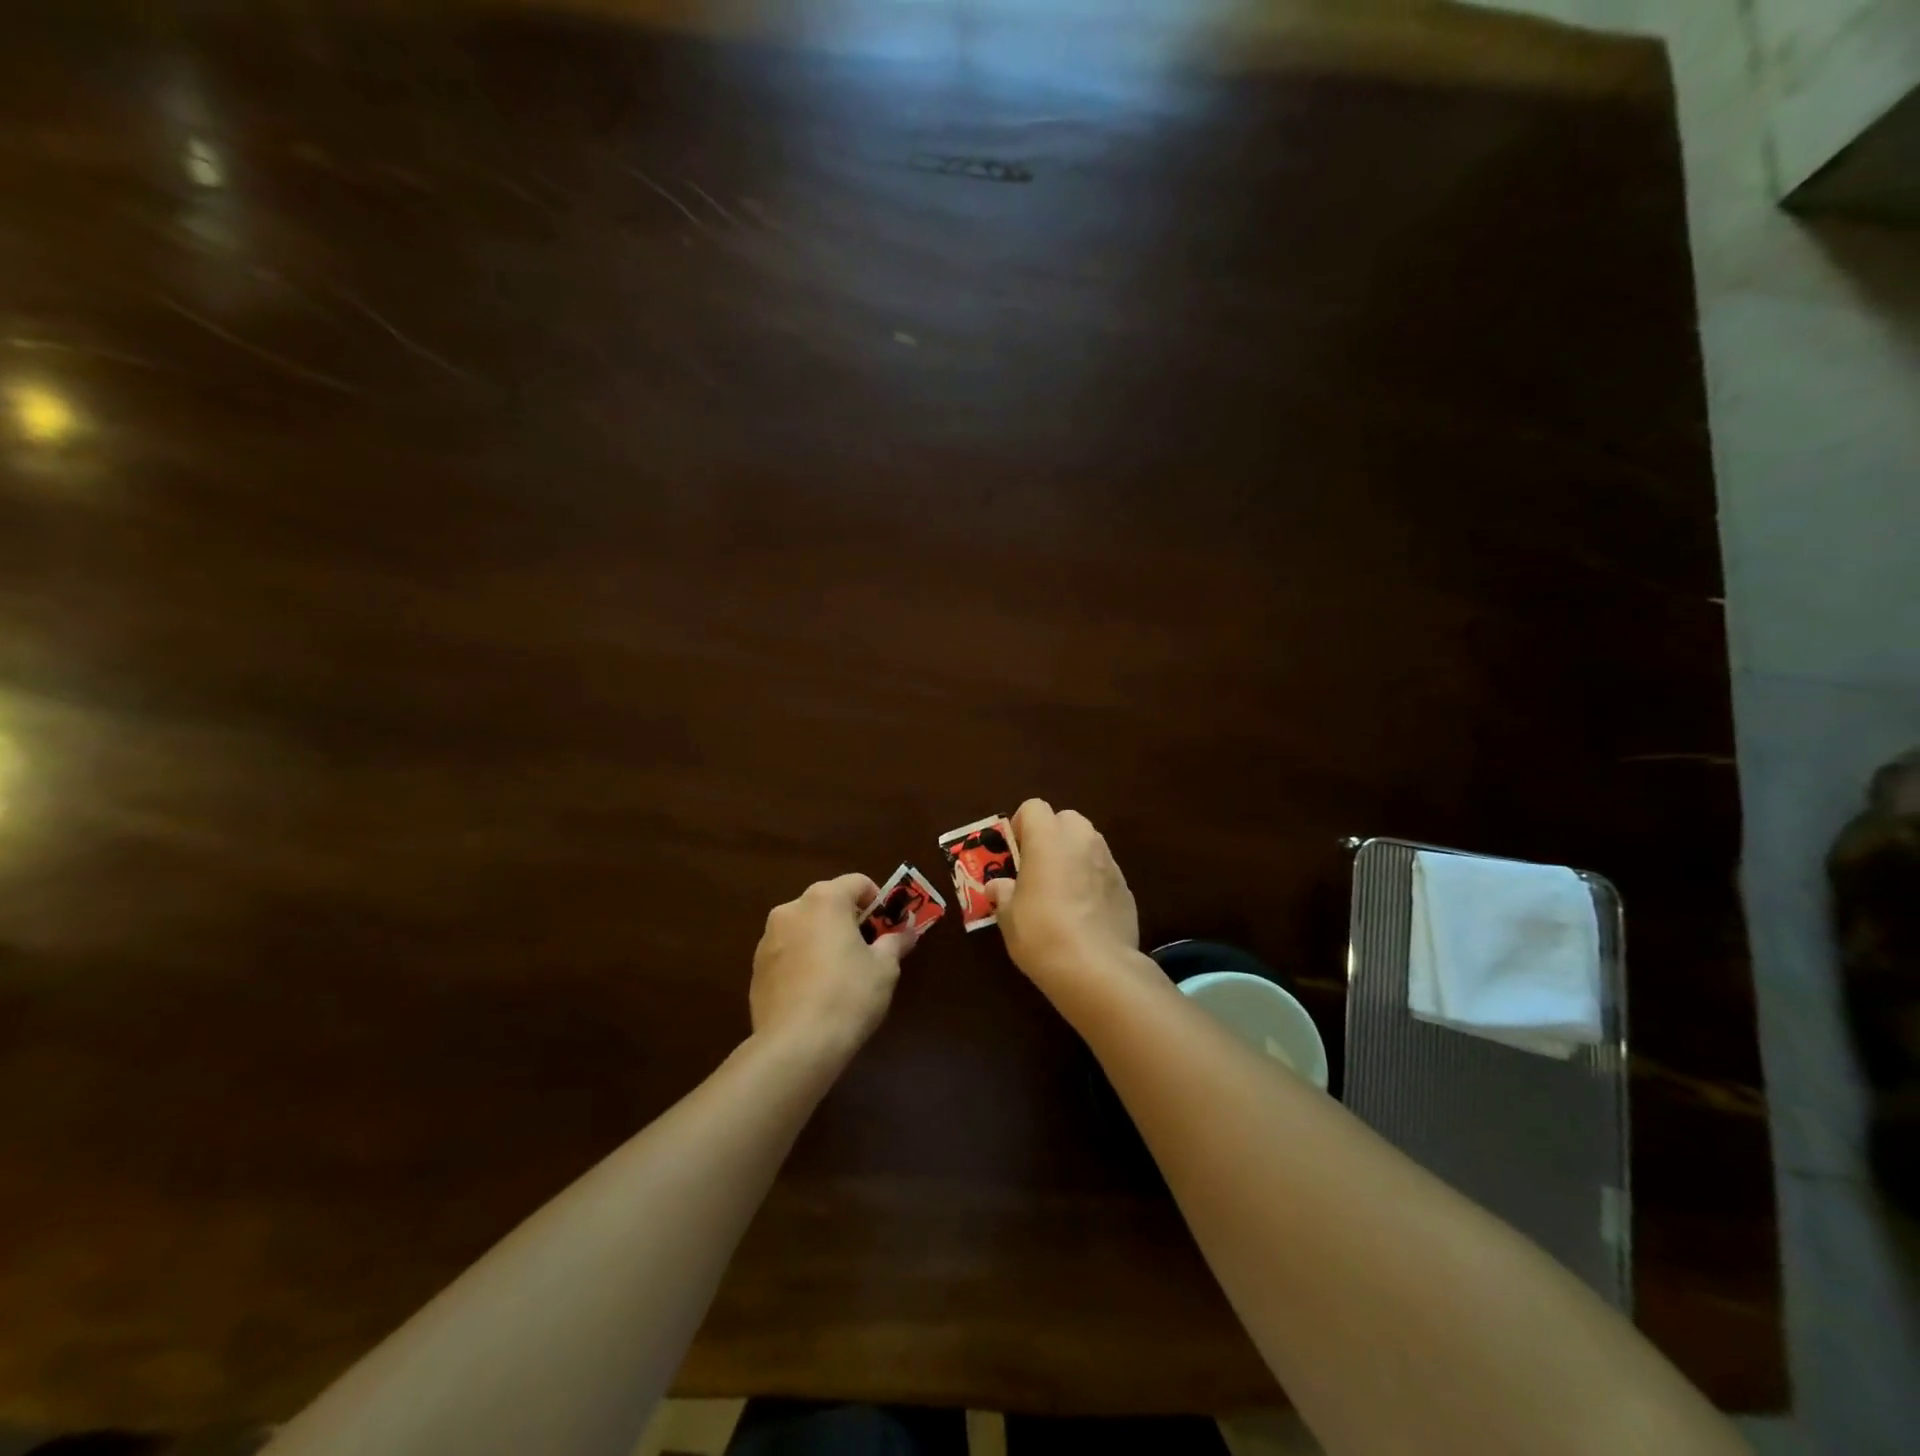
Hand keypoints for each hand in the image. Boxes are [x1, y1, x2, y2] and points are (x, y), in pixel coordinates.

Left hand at [750, 873, 914, 1061]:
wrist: (796, 1045)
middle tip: (866, 949)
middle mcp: (791, 909)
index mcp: (824, 900)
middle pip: (827, 902)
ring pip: (804, 927)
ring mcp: (767, 939)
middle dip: (848, 919)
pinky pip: (787, 952)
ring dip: (822, 938)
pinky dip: (802, 961)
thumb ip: (895, 942)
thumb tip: (906, 932)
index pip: (858, 882)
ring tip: (838, 973)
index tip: (887, 926)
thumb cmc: (848, 995)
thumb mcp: (885, 968)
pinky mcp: (756, 968)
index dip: (877, 900)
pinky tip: (814, 992)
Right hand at [985, 800, 1143, 993]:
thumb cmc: (1041, 932)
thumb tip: (999, 886)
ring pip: (1088, 845)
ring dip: (1074, 858)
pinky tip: (1085, 915)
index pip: (1033, 807)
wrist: (1096, 968)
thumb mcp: (1008, 916)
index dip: (1022, 826)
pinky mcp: (1126, 887)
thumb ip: (1003, 893)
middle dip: (1052, 838)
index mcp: (1048, 837)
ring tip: (1062, 894)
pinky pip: (1103, 872)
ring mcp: (1109, 861)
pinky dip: (1093, 883)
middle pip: (1065, 820)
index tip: (1016, 854)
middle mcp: (1082, 839)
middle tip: (1038, 870)